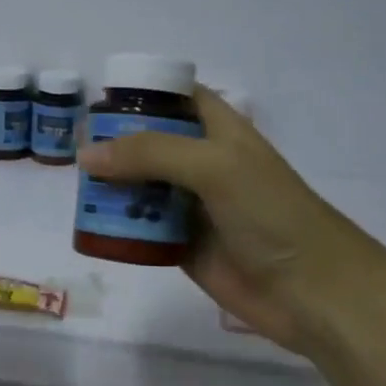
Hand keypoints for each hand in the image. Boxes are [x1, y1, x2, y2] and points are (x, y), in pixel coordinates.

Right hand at [76, 86, 382, 358]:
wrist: (311, 290)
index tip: (99, 101)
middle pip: (149, 144)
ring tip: (74, 188)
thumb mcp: (215, 166)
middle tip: (74, 149)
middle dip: (114, 145)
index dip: (143, 94)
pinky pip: (142, 229)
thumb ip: (151, 154)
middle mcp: (202, 163)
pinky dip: (118, 226)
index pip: (177, 98)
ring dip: (111, 186)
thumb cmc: (270, 213)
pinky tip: (90, 226)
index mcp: (219, 131)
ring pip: (141, 187)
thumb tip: (87, 155)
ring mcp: (191, 206)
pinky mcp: (181, 245)